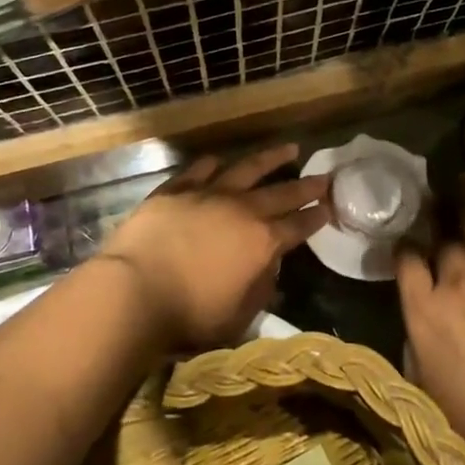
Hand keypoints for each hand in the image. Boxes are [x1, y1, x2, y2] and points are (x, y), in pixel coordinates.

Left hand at [100, 145, 331, 351]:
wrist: (135, 291)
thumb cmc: (190, 315)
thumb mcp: (238, 317)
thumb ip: (260, 289)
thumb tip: (270, 268)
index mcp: (262, 242)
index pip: (299, 225)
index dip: (316, 216)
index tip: (329, 206)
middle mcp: (242, 210)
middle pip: (281, 193)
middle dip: (306, 184)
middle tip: (324, 175)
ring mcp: (208, 194)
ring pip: (246, 169)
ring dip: (270, 158)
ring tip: (288, 148)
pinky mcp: (175, 189)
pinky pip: (199, 170)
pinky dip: (212, 164)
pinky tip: (218, 160)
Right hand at [397, 178, 464, 464]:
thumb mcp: (421, 384)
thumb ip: (415, 342)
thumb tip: (418, 320)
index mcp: (423, 310)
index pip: (406, 260)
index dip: (405, 244)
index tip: (406, 239)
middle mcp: (455, 285)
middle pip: (442, 240)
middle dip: (434, 215)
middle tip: (432, 197)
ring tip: (464, 179)